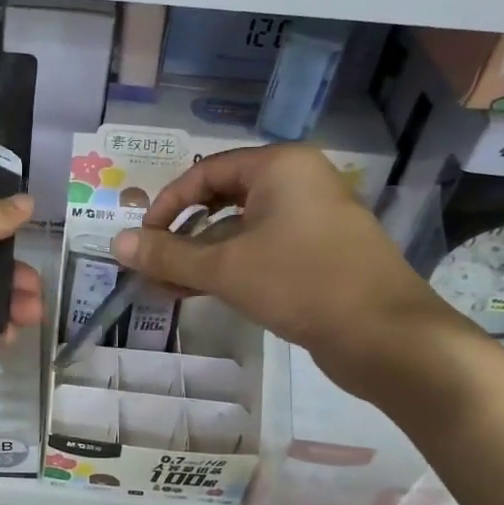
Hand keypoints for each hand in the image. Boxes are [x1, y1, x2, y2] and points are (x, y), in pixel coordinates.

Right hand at [110, 144, 464, 399]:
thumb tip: (115, 244)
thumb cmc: (302, 284)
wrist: (387, 337)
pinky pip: (262, 251)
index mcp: (280, 167)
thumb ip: (168, 255)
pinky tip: (198, 293)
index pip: (205, 173)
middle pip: (222, 200)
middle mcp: (298, 184)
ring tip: (165, 288)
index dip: (166, 205)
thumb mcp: (225, 268)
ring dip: (201, 258)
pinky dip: (229, 269)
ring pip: (240, 231)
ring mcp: (312, 220)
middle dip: (181, 236)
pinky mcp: (319, 255)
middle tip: (152, 265)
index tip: (143, 239)